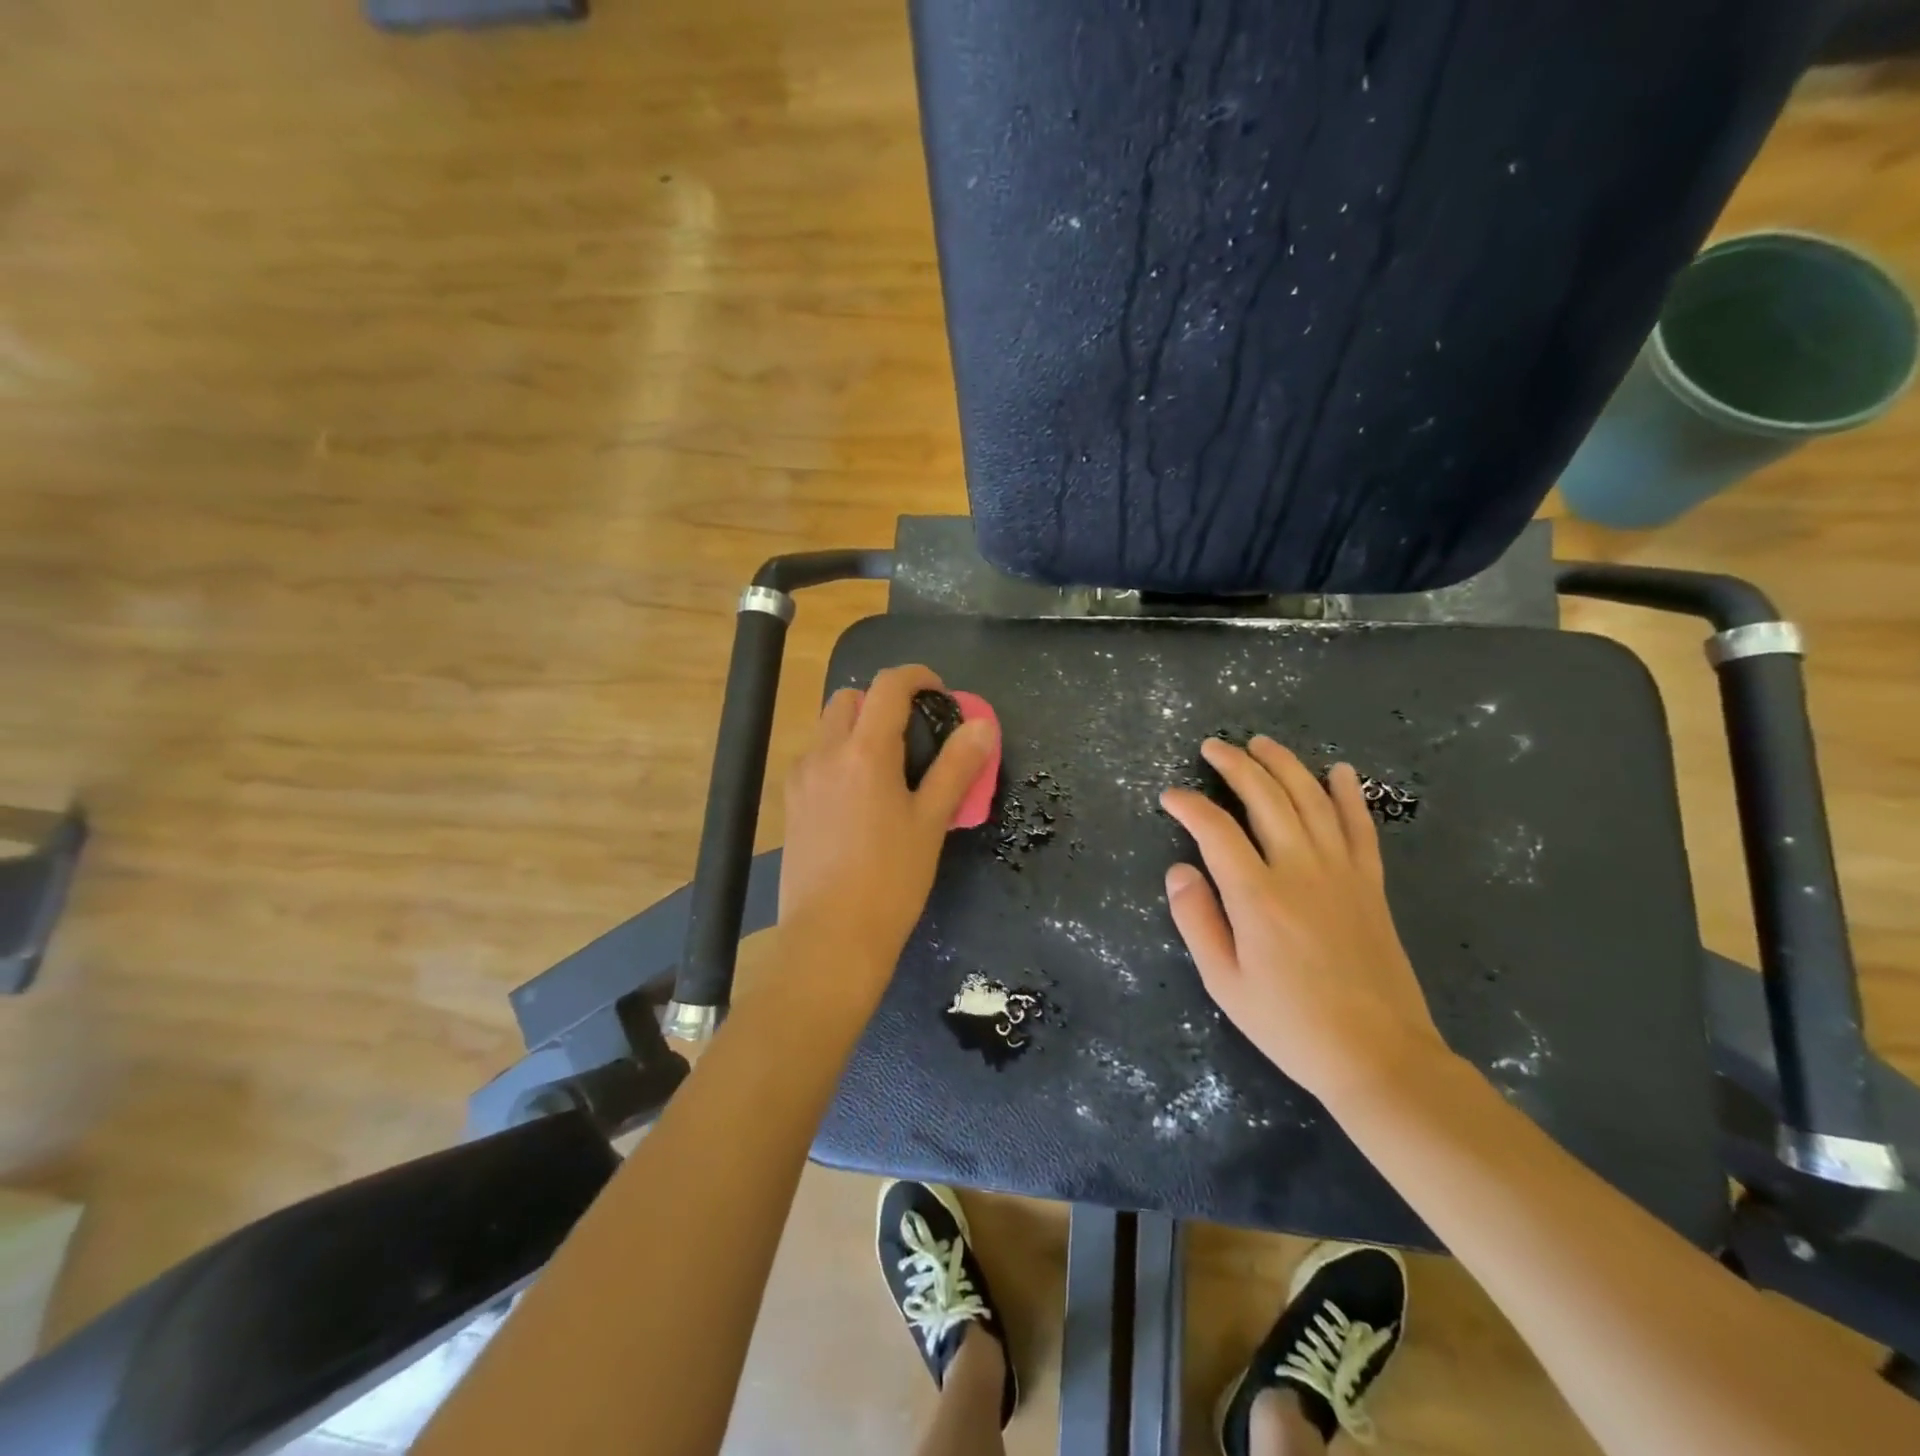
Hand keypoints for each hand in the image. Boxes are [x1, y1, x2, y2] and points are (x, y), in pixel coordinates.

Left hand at [778, 665, 997, 998]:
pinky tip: (859, 796)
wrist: (830, 938)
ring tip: (888, 766)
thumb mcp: (931, 822)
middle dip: (883, 700)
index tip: (939, 693)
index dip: (918, 677)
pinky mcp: (790, 803)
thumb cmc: (890, 880)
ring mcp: (801, 778)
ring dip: (858, 727)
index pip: (888, 686)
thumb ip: (956, 768)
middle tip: (915, 732)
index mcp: (864, 751)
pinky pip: (815, 758)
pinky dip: (839, 755)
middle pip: (850, 698)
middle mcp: (825, 753)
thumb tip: (982, 725)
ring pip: (828, 727)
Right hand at [1159, 737, 1453, 1109]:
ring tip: (1262, 743)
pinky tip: (1339, 771)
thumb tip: (1179, 869)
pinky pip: (1360, 826)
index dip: (1189, 806)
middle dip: (1236, 765)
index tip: (1170, 797)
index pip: (1215, 830)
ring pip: (1312, 800)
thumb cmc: (1290, 1023)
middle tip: (1213, 746)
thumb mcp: (1225, 983)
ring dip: (1285, 765)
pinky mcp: (1370, 884)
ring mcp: (1342, 873)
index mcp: (1257, 896)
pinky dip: (1348, 794)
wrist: (1379, 1056)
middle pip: (1266, 798)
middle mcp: (1300, 870)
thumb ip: (1197, 920)